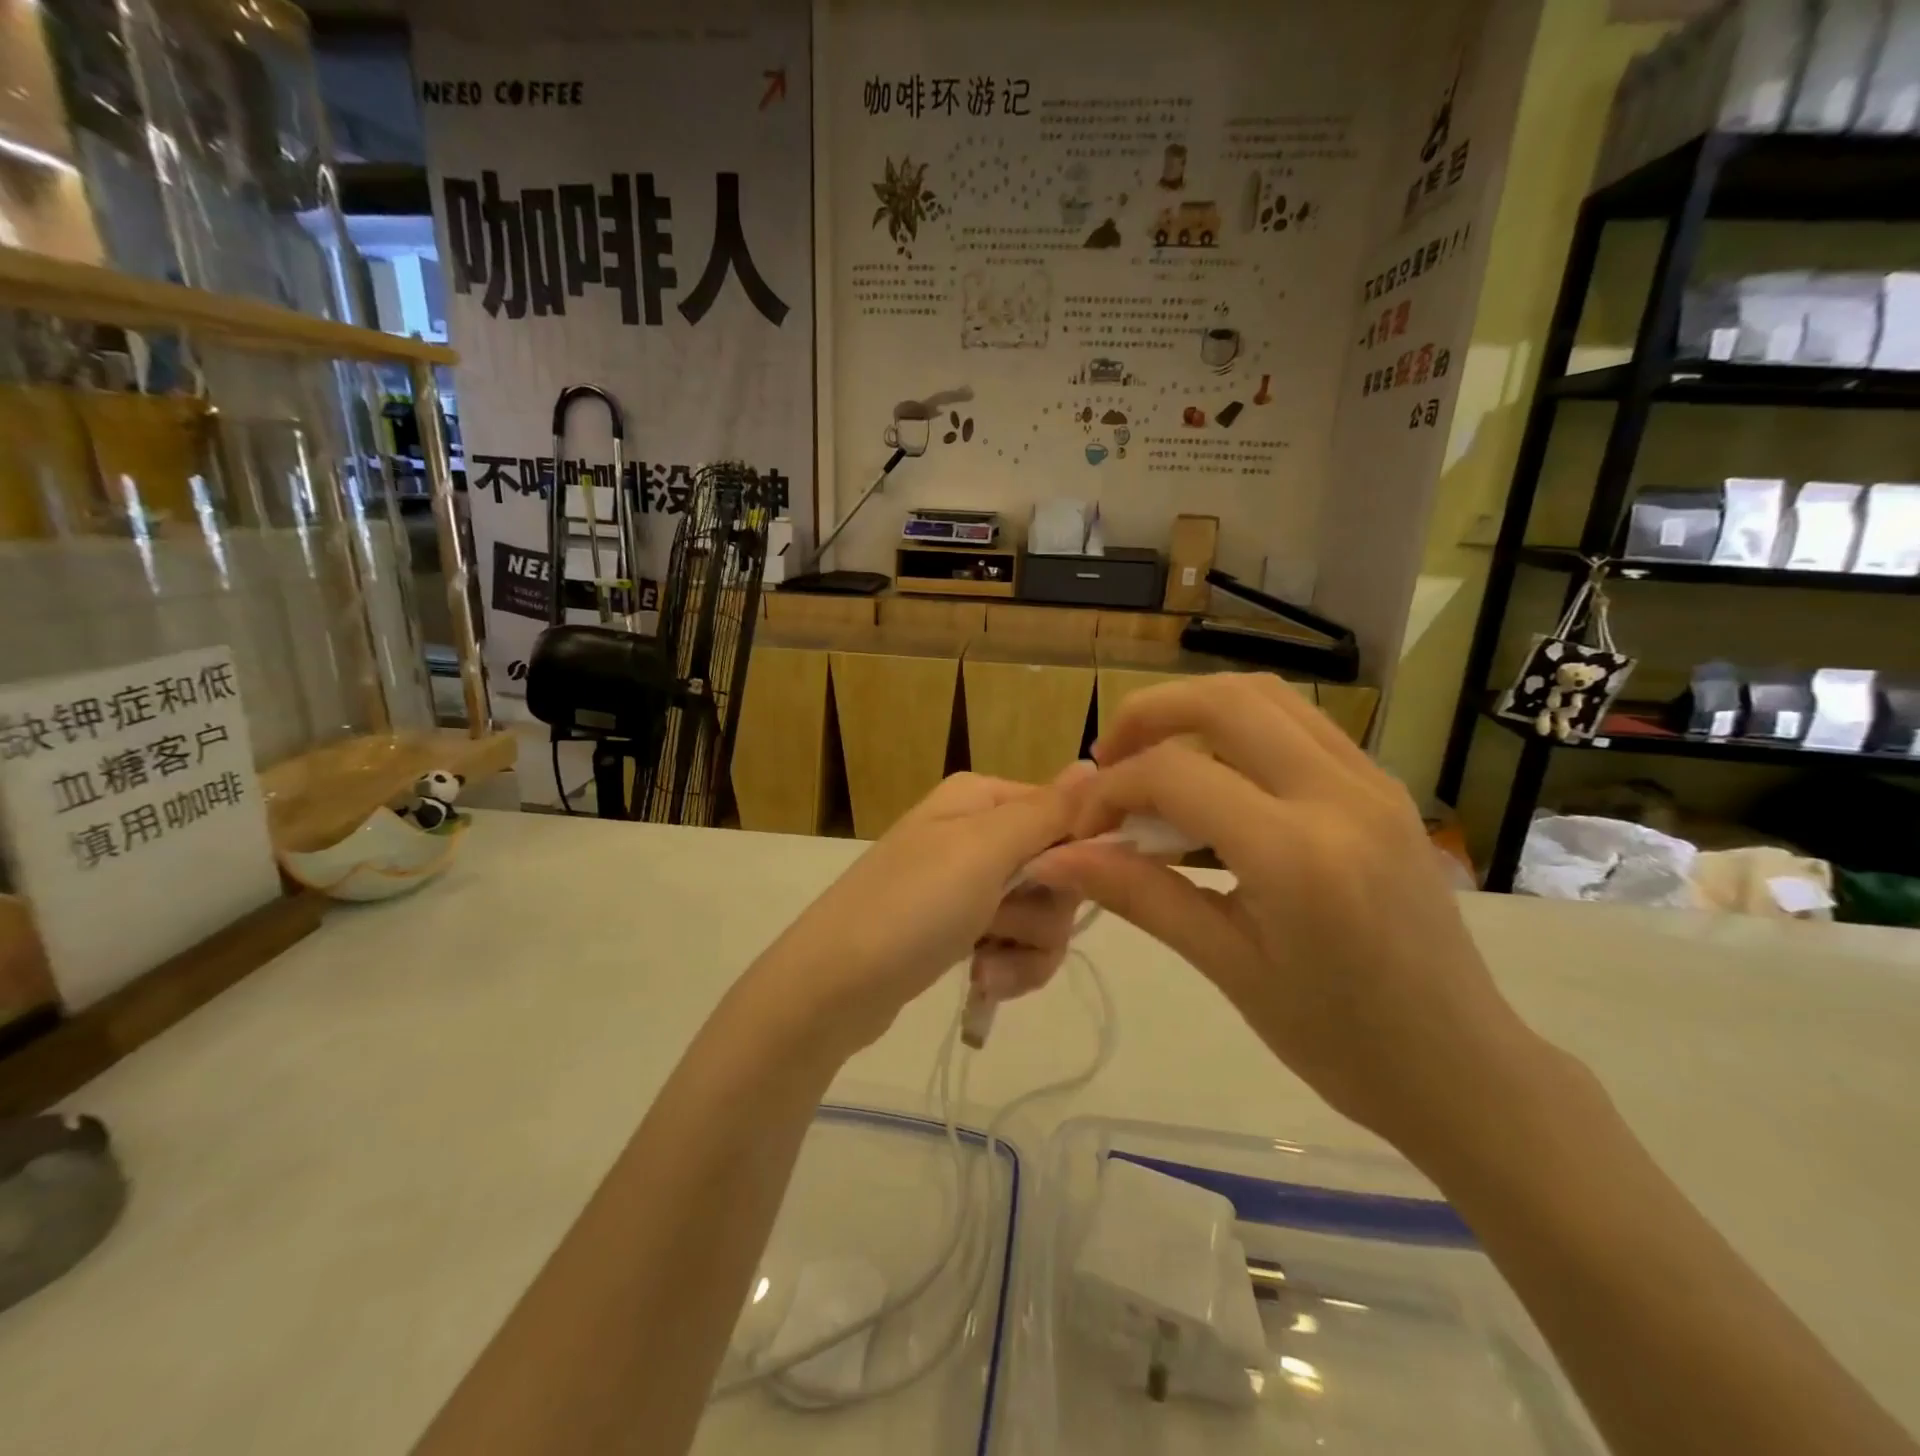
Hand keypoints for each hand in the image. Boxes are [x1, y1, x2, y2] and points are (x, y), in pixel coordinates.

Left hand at [750, 771, 1083, 1057]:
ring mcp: (967, 884)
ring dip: (1026, 949)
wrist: (832, 988)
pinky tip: (980, 981)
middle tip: (1003, 926)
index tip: (1062, 886)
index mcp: (981, 799)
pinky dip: (1007, 967)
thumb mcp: (982, 851)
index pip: (1064, 814)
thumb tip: (1092, 764)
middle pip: (1058, 870)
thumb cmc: (911, 907)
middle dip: (1044, 913)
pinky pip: (1015, 945)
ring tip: (985, 966)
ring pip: (1042, 916)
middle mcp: (976, 833)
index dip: (1075, 855)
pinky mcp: (960, 930)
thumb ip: (1045, 811)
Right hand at [1030, 674, 1544, 1152]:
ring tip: (1152, 758)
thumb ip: (1138, 895)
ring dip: (1194, 710)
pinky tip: (1214, 778)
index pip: (1175, 774)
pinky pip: (1298, 723)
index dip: (1111, 790)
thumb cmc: (1338, 1040)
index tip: (1084, 829)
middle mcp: (1339, 794)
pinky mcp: (1383, 785)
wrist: (1462, 1067)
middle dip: (1148, 714)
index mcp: (1297, 853)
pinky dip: (1238, 728)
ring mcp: (1371, 781)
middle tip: (1108, 761)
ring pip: (1265, 696)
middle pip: (1224, 700)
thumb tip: (1056, 858)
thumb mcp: (1227, 966)